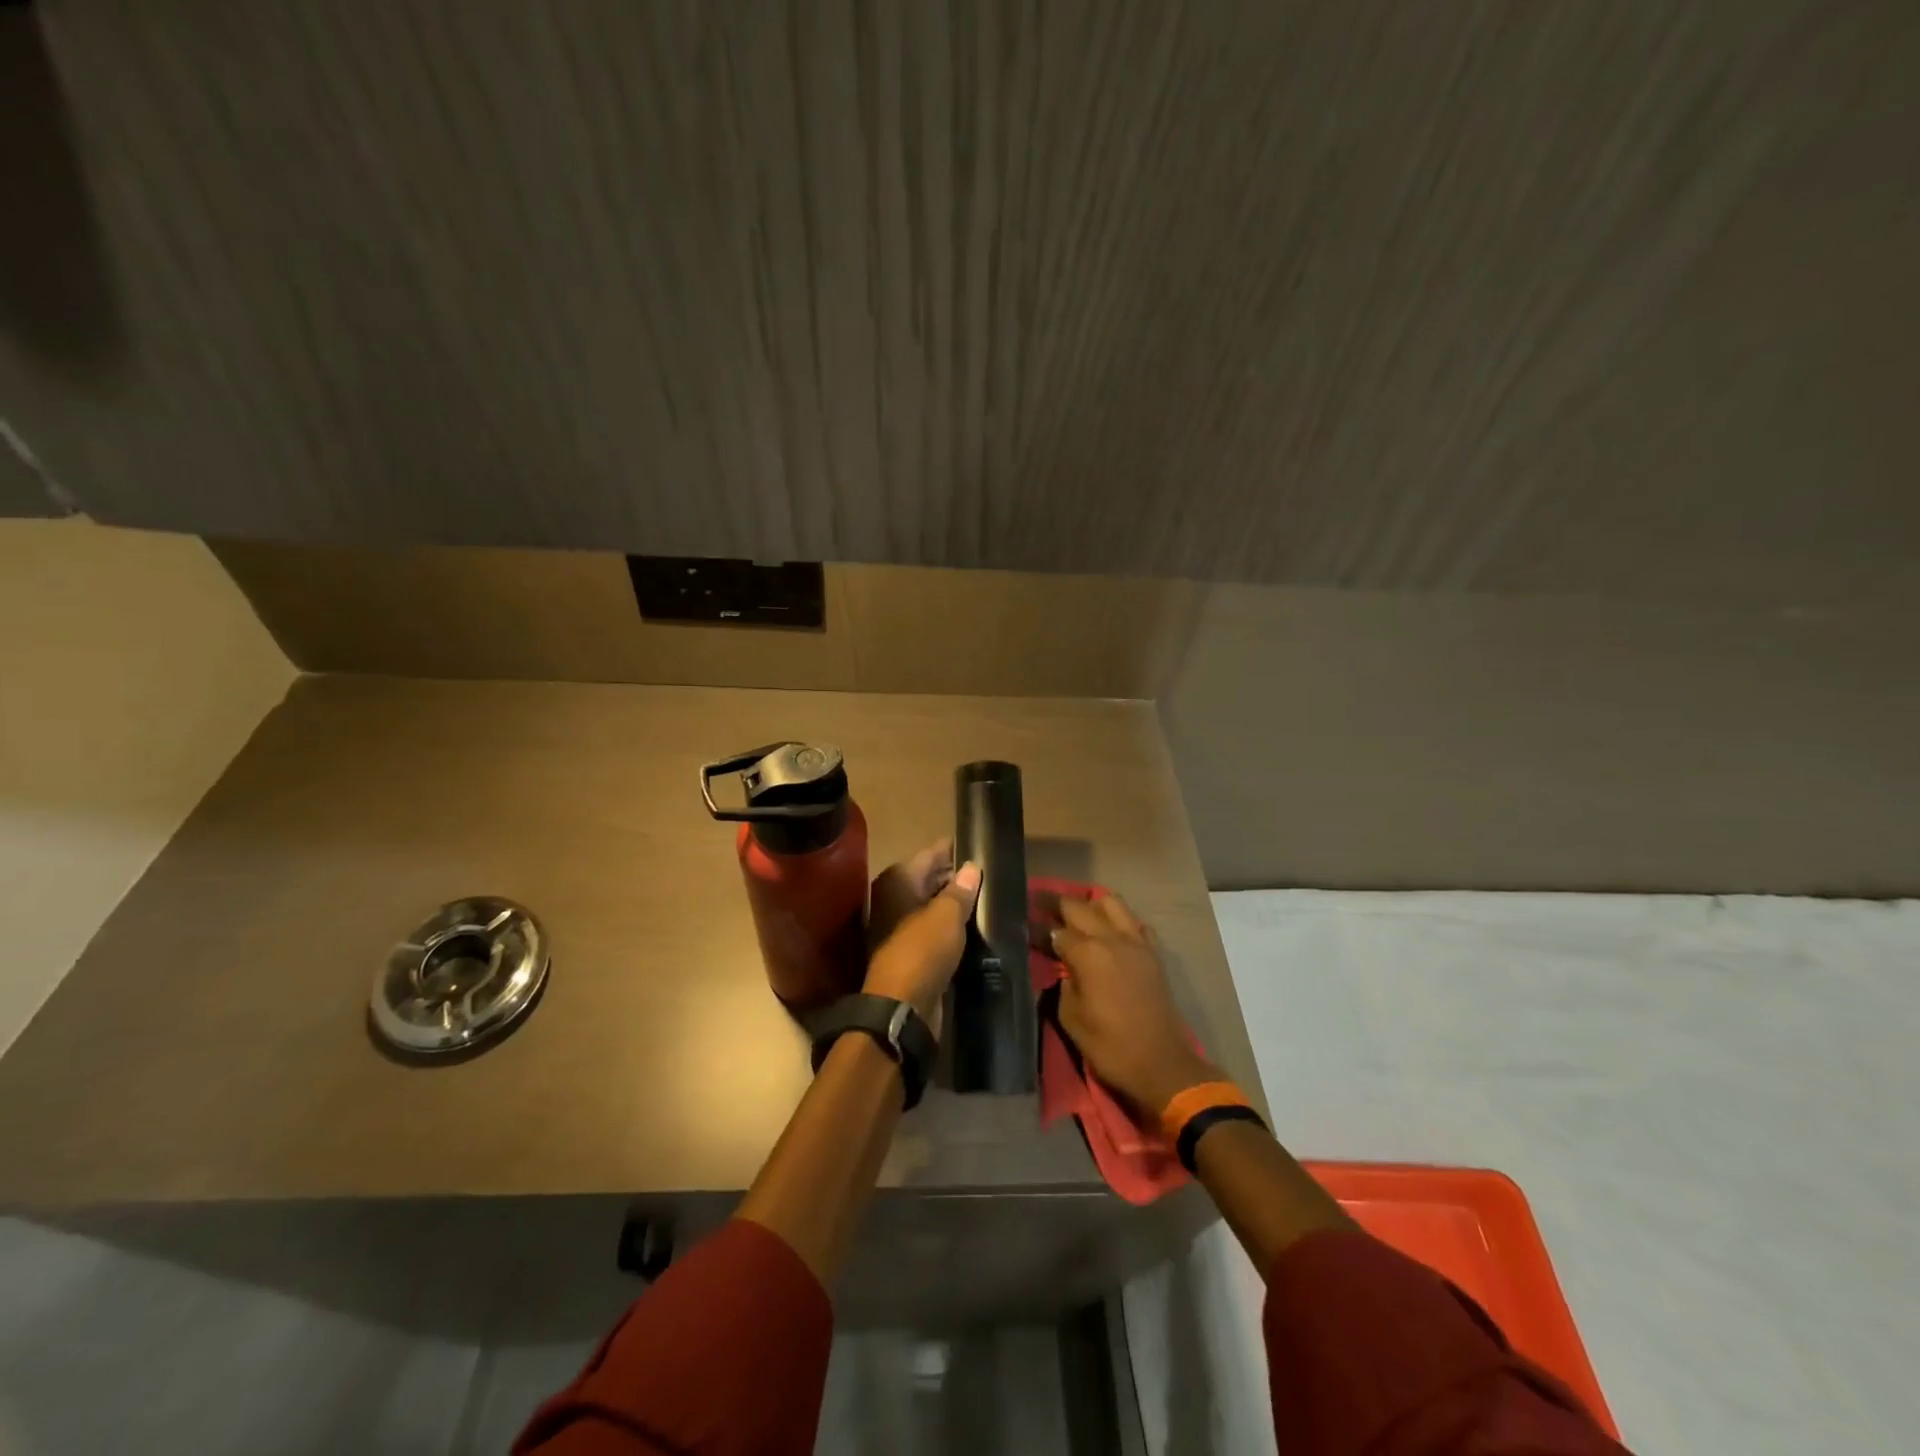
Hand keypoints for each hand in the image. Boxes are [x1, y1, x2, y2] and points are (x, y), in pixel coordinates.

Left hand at [864, 839, 981, 1025]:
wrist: (901, 1008)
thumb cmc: (922, 950)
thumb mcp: (947, 916)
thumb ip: (960, 890)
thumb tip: (971, 867)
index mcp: (897, 881)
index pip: (930, 854)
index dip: (954, 849)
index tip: (980, 845)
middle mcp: (893, 899)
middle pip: (929, 879)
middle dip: (956, 877)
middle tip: (990, 873)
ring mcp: (899, 926)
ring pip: (932, 906)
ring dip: (954, 904)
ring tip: (988, 898)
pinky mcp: (909, 952)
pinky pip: (934, 929)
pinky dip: (950, 927)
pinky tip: (974, 927)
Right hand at [1047, 893, 1216, 1117]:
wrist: (1162, 1065)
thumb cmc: (1110, 1046)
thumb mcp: (1071, 1018)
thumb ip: (1063, 984)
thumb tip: (1063, 968)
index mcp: (1088, 954)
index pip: (1056, 931)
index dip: (1038, 930)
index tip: (1024, 928)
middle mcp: (1112, 938)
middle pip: (1080, 907)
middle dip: (1057, 904)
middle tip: (1039, 904)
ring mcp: (1136, 942)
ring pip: (1111, 903)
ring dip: (1090, 904)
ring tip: (1076, 914)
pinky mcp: (1153, 953)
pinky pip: (1134, 922)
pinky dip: (1119, 920)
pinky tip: (1109, 931)